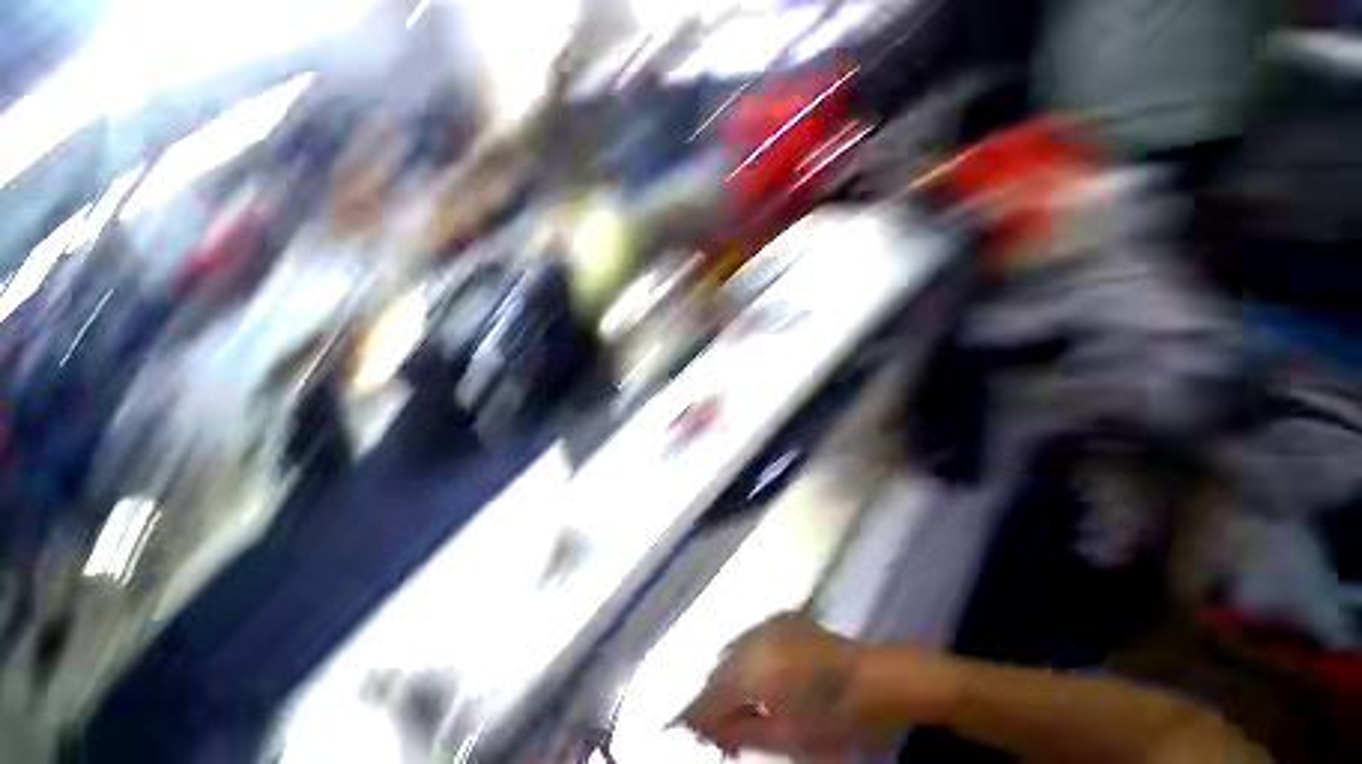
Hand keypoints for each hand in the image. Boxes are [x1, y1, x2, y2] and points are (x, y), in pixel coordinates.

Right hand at [678, 614, 861, 755]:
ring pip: (731, 653)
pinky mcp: (778, 618)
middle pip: (717, 671)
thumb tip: (707, 728)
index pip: (710, 694)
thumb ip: (742, 732)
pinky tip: (757, 681)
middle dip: (714, 702)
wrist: (876, 679)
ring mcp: (766, 624)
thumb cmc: (834, 718)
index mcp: (754, 670)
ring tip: (742, 710)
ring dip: (729, 681)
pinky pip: (748, 638)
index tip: (698, 737)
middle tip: (725, 734)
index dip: (698, 717)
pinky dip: (744, 661)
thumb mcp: (787, 738)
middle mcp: (753, 639)